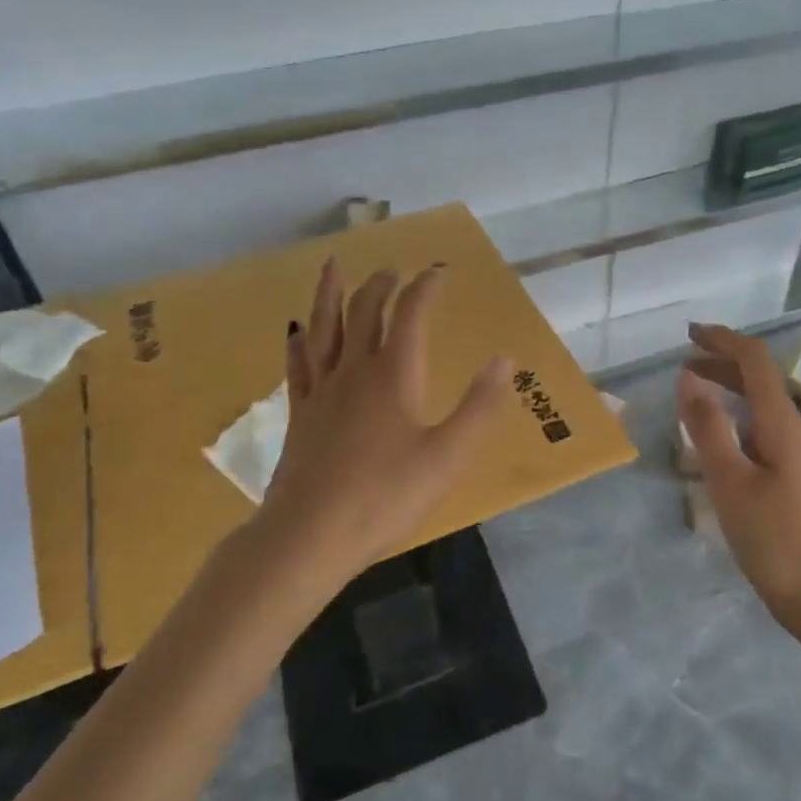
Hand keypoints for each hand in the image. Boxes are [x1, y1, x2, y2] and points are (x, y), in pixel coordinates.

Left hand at [262, 258, 512, 574]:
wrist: (310, 536)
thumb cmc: (386, 497)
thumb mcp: (448, 457)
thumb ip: (479, 407)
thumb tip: (505, 359)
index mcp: (393, 375)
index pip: (410, 314)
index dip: (425, 287)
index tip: (438, 270)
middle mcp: (354, 370)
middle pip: (364, 312)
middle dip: (381, 285)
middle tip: (393, 271)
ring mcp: (321, 391)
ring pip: (323, 328)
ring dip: (330, 294)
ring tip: (332, 265)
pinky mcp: (300, 415)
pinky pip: (298, 365)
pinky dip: (299, 342)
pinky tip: (295, 331)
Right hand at [679, 324, 800, 625]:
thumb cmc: (773, 540)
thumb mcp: (730, 482)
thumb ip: (709, 427)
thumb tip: (689, 377)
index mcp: (782, 424)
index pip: (756, 361)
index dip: (724, 340)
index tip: (689, 333)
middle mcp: (795, 430)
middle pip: (761, 379)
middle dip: (723, 361)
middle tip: (684, 360)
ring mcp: (800, 454)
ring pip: (763, 404)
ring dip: (730, 388)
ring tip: (694, 391)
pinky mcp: (797, 477)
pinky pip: (764, 428)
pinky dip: (737, 416)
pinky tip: (719, 436)